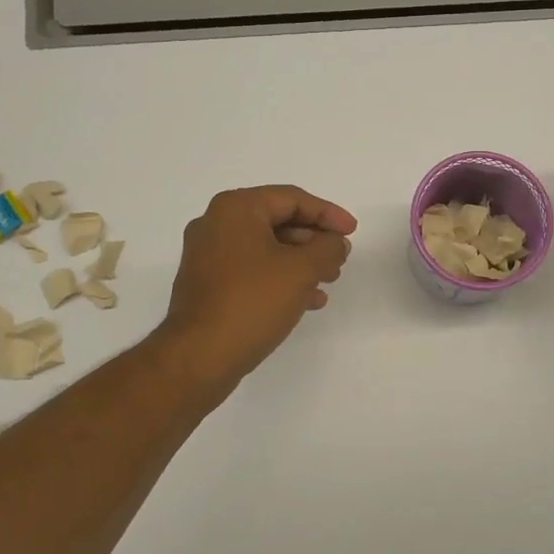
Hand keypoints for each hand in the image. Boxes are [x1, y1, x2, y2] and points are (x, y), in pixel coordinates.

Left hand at [159, 185, 356, 393]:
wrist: (200, 355)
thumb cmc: (253, 301)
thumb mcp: (302, 270)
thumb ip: (328, 248)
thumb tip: (335, 243)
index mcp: (235, 209)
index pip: (292, 198)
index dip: (328, 213)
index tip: (353, 232)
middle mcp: (215, 224)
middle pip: (277, 221)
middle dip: (314, 239)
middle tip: (340, 258)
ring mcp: (207, 256)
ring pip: (266, 248)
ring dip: (301, 261)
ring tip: (329, 280)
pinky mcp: (207, 284)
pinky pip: (251, 270)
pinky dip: (280, 278)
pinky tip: (307, 300)